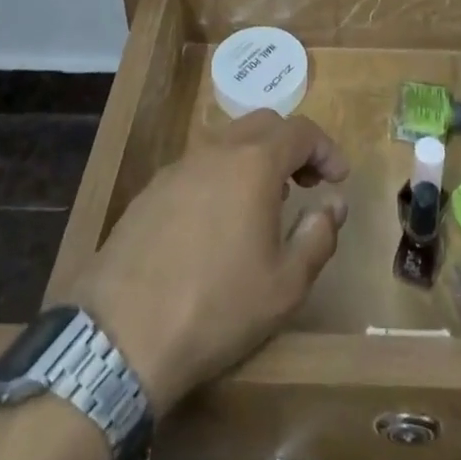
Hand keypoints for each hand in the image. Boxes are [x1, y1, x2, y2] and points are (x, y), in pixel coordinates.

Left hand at [69, 112, 348, 417]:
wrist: (122, 335)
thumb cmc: (217, 307)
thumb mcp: (286, 285)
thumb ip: (318, 236)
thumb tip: (333, 205)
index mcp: (254, 163)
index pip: (301, 131)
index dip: (326, 149)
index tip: (338, 179)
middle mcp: (216, 151)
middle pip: (264, 124)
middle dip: (292, 146)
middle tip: (306, 184)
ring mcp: (178, 167)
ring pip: (228, 142)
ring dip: (256, 160)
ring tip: (265, 204)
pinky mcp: (150, 191)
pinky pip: (199, 167)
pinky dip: (222, 176)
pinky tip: (219, 222)